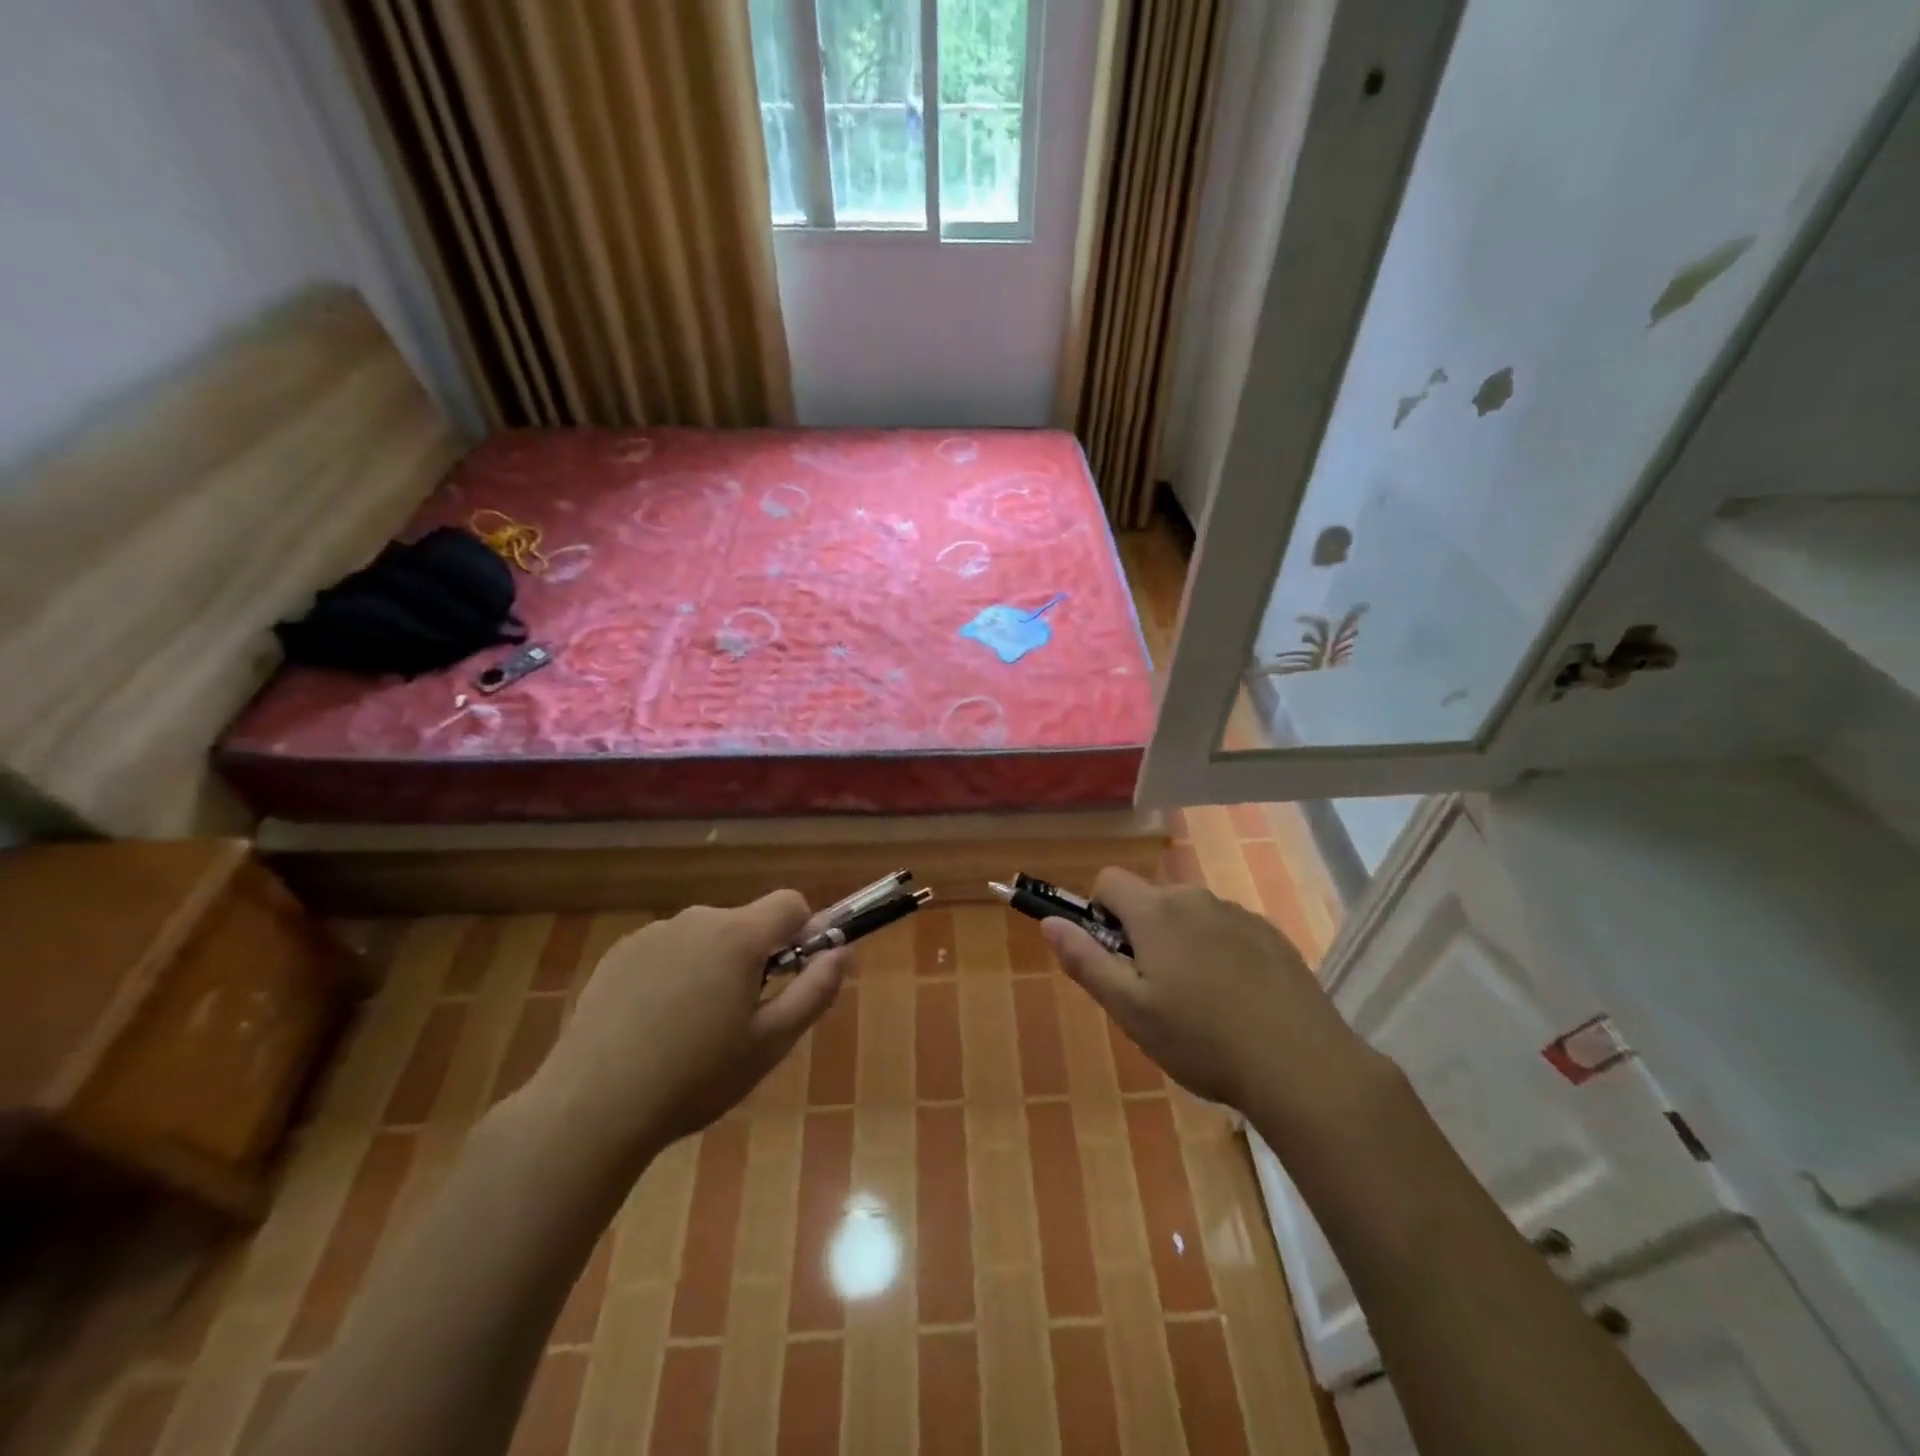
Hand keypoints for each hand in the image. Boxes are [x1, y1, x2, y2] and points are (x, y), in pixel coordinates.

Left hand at [534, 891, 844, 1157]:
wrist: (591, 1108)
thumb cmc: (695, 1078)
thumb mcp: (770, 1043)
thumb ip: (815, 991)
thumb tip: (843, 952)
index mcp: (738, 936)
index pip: (791, 904)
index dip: (804, 933)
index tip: (795, 974)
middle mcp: (697, 920)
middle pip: (746, 923)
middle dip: (755, 958)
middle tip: (742, 1018)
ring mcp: (652, 934)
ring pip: (706, 939)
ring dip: (713, 967)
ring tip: (692, 1030)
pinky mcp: (618, 954)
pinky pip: (667, 951)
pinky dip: (674, 975)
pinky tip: (654, 1027)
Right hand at [1042, 868, 1387, 1144]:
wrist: (1301, 1066)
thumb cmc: (1201, 1040)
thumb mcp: (1130, 1009)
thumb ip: (1085, 960)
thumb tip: (1050, 922)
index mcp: (1156, 911)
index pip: (1109, 880)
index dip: (1099, 913)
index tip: (1113, 957)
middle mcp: (1196, 898)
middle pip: (1150, 899)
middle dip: (1141, 933)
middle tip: (1154, 992)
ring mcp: (1239, 914)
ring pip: (1190, 916)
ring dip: (1181, 943)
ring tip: (1199, 1004)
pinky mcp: (1271, 935)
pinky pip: (1227, 930)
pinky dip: (1219, 952)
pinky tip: (1236, 1002)